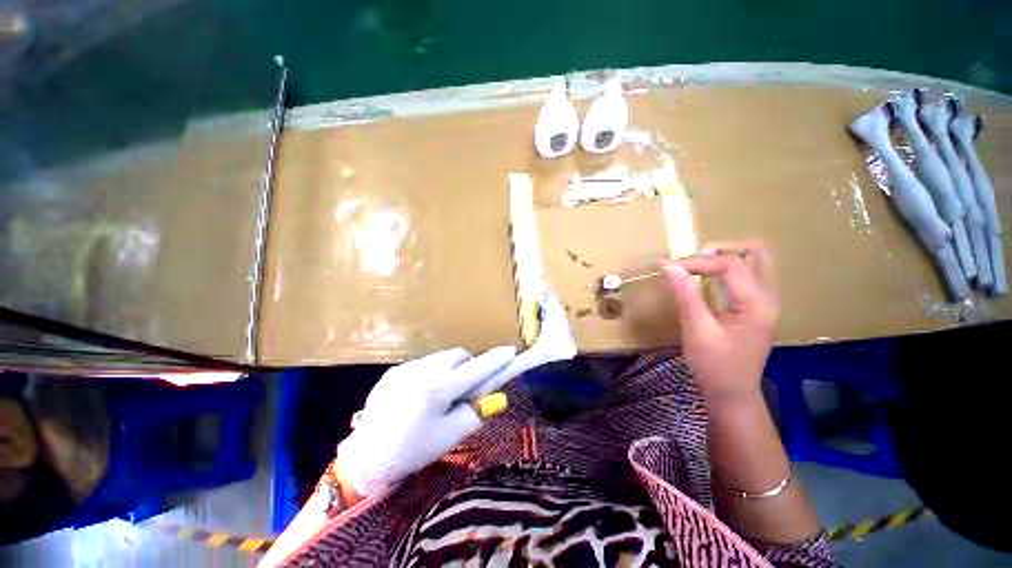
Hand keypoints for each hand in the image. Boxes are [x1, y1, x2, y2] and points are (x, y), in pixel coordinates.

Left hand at [338, 346, 515, 496]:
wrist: (365, 458)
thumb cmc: (412, 452)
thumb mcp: (449, 437)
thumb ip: (474, 413)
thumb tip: (493, 397)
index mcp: (438, 390)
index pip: (476, 369)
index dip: (495, 360)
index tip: (510, 351)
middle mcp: (422, 372)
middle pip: (458, 355)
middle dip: (469, 365)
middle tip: (468, 385)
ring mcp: (406, 368)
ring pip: (441, 357)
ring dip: (450, 368)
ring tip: (442, 392)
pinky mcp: (394, 371)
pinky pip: (423, 363)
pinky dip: (432, 372)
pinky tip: (422, 395)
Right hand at [662, 241, 778, 406]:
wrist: (732, 394)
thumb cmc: (714, 366)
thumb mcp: (697, 330)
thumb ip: (686, 295)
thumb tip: (670, 266)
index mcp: (756, 304)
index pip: (731, 264)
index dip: (698, 261)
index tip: (669, 267)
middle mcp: (768, 298)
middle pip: (756, 253)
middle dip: (722, 249)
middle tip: (693, 258)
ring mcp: (765, 302)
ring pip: (755, 261)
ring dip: (725, 256)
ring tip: (697, 265)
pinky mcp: (756, 308)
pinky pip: (748, 275)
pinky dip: (727, 269)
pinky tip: (707, 278)